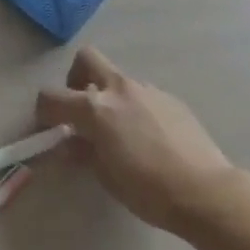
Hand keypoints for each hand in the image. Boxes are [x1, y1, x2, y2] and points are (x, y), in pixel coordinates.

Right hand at [36, 46, 240, 233]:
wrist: (205, 190)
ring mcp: (147, 90)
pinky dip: (135, 107)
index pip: (52, 96)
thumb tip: (69, 143)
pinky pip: (142, 94)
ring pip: (117, 79)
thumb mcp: (106, 177)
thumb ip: (83, 152)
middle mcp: (118, 89)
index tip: (48, 127)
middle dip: (76, 78)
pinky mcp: (170, 98)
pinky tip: (148, 137)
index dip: (44, 111)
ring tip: (120, 131)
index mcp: (96, 108)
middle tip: (82, 108)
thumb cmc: (149, 189)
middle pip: (86, 59)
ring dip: (109, 96)